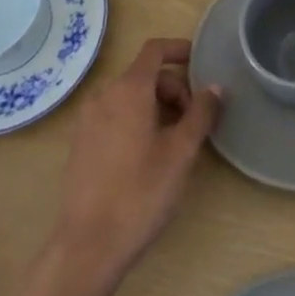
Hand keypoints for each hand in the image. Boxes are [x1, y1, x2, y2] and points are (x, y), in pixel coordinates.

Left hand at [52, 38, 220, 278]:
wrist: (88, 245)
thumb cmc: (141, 193)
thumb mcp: (181, 153)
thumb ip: (200, 114)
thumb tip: (215, 88)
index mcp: (128, 89)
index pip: (155, 50)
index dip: (179, 49)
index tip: (201, 63)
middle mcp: (104, 95)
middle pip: (144, 75)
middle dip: (173, 88)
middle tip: (193, 121)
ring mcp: (87, 119)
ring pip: (129, 96)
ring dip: (155, 105)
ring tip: (173, 140)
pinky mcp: (80, 143)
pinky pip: (113, 115)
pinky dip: (135, 119)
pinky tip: (147, 154)